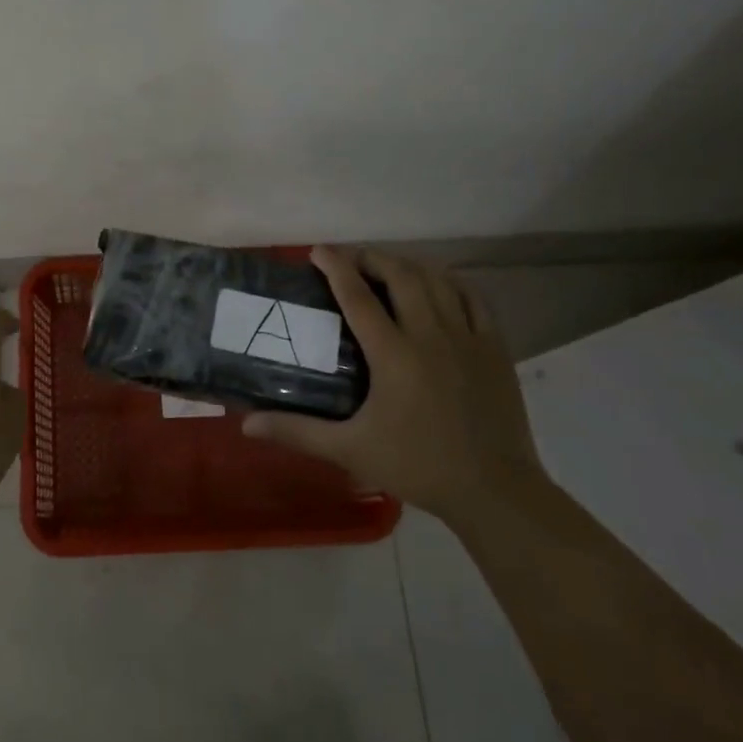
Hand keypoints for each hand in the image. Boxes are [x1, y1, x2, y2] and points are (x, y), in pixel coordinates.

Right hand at [242, 246, 543, 524]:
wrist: (495, 490)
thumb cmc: (419, 466)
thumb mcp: (351, 450)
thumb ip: (298, 432)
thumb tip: (247, 424)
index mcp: (393, 354)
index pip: (358, 296)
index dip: (336, 267)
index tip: (317, 250)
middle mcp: (430, 334)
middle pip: (400, 275)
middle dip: (372, 258)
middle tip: (351, 260)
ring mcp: (467, 337)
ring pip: (437, 280)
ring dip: (408, 265)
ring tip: (389, 267)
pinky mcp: (495, 348)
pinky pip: (473, 298)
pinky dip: (451, 282)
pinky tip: (439, 284)